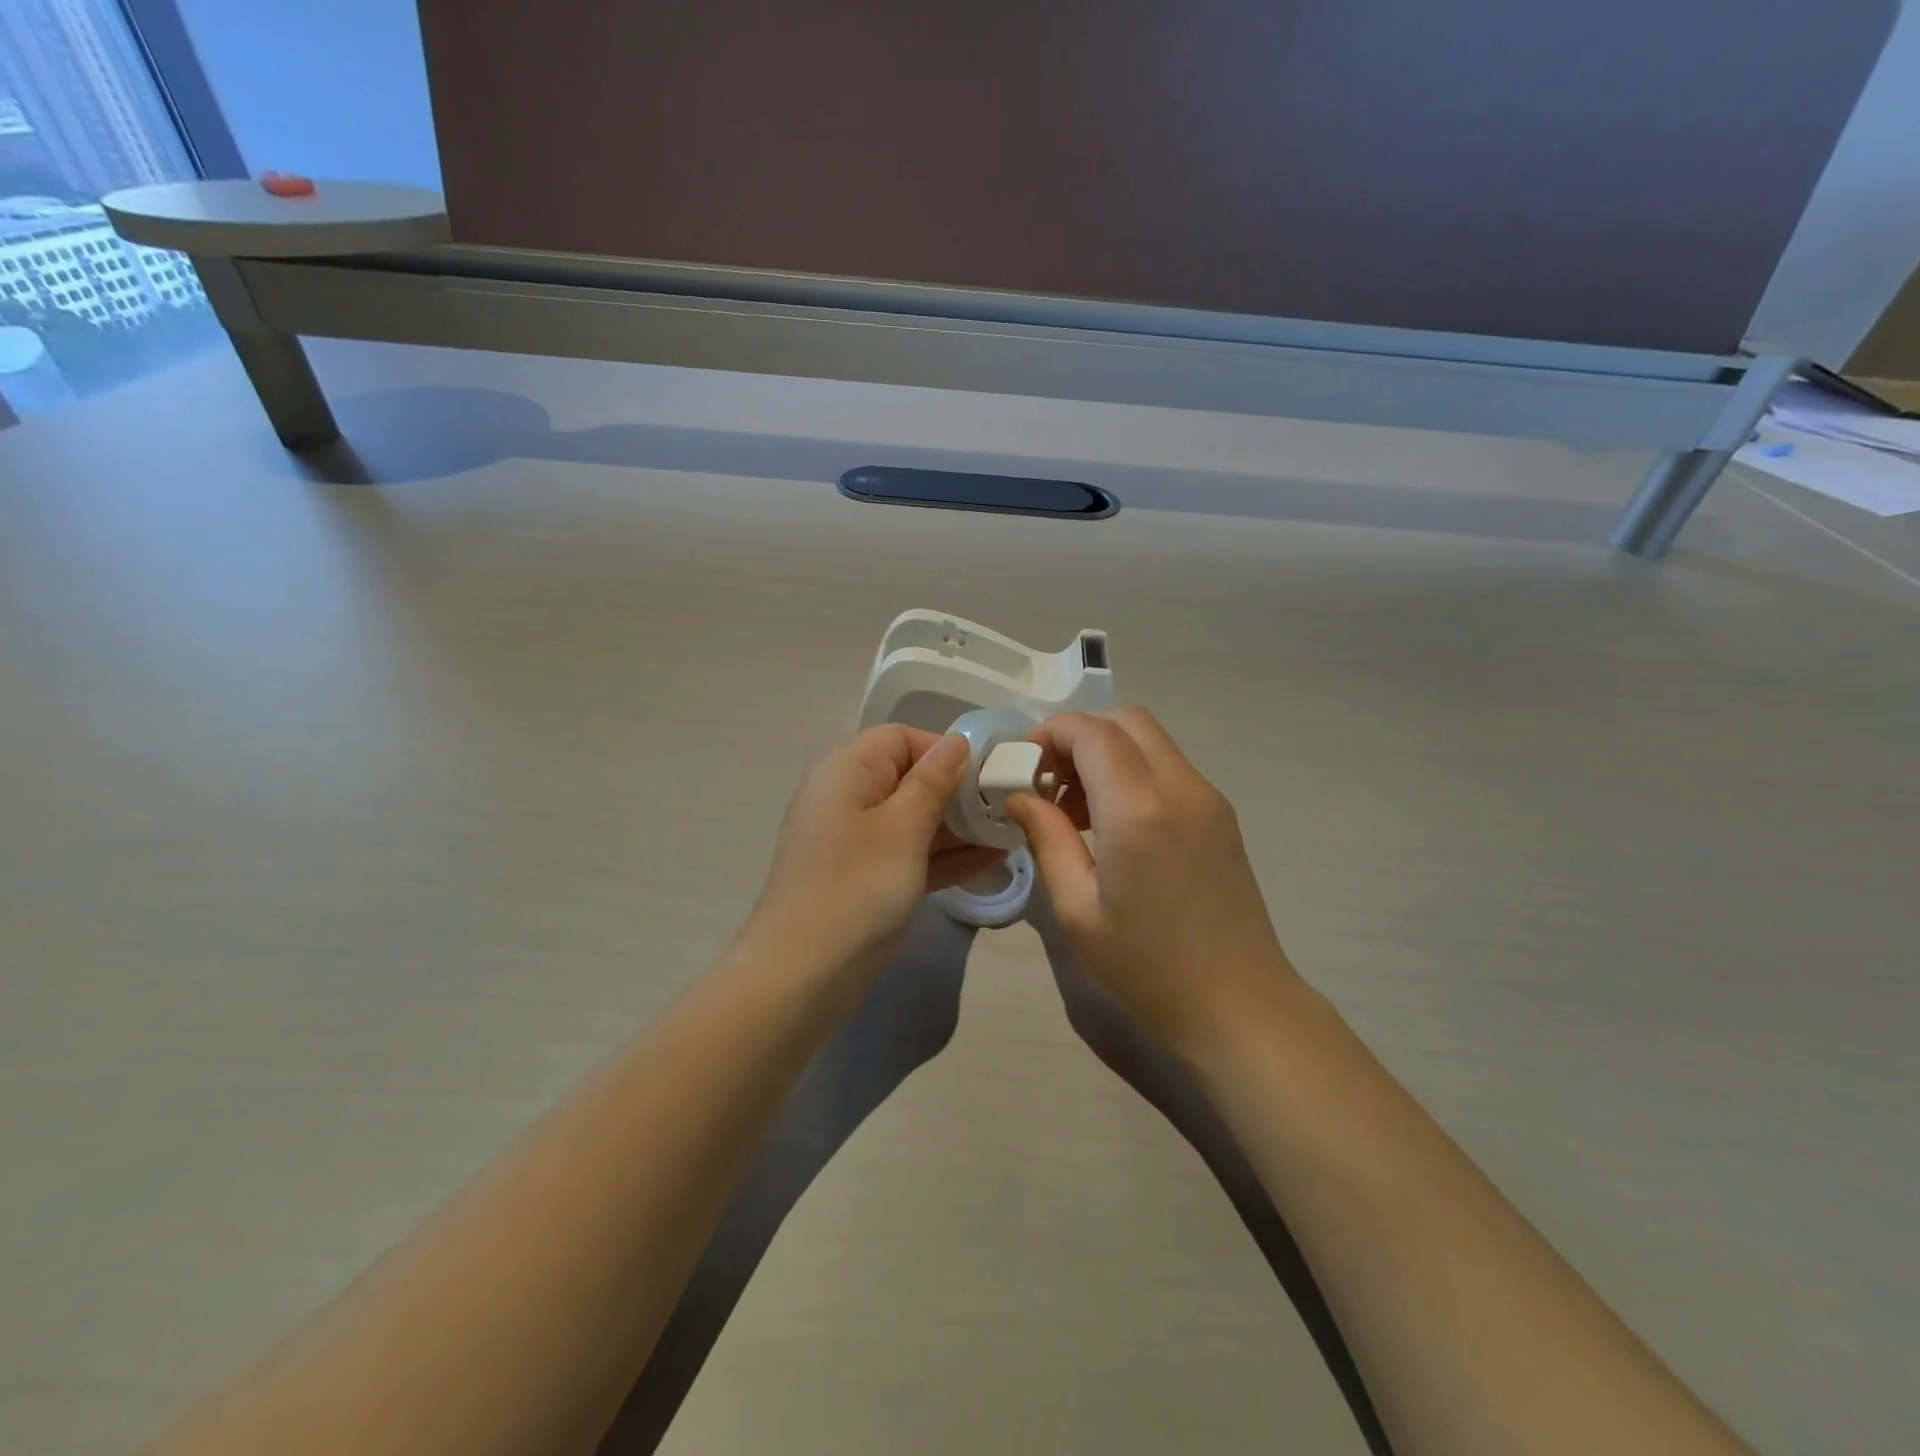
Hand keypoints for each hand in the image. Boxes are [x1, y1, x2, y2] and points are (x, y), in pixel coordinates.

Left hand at [745, 726, 1005, 976]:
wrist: (804, 975)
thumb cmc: (856, 887)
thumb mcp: (902, 828)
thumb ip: (933, 781)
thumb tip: (957, 741)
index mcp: (847, 771)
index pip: (900, 739)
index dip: (943, 750)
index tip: (985, 774)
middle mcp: (849, 798)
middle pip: (910, 778)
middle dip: (958, 791)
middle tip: (1007, 807)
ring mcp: (858, 842)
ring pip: (915, 820)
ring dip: (959, 826)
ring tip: (1010, 832)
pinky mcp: (868, 878)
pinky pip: (912, 854)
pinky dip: (945, 856)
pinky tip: (992, 860)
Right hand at [1005, 709, 1300, 1061]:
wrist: (1239, 1005)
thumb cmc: (1147, 966)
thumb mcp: (1076, 909)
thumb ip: (1047, 838)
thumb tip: (1019, 796)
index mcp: (1139, 810)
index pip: (1090, 732)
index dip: (1049, 734)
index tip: (1021, 766)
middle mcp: (1180, 788)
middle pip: (1125, 720)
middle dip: (1078, 735)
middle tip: (1048, 782)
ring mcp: (1208, 797)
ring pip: (1149, 740)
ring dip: (1105, 753)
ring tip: (1075, 809)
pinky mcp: (1220, 814)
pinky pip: (1168, 767)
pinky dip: (1132, 772)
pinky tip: (1113, 824)